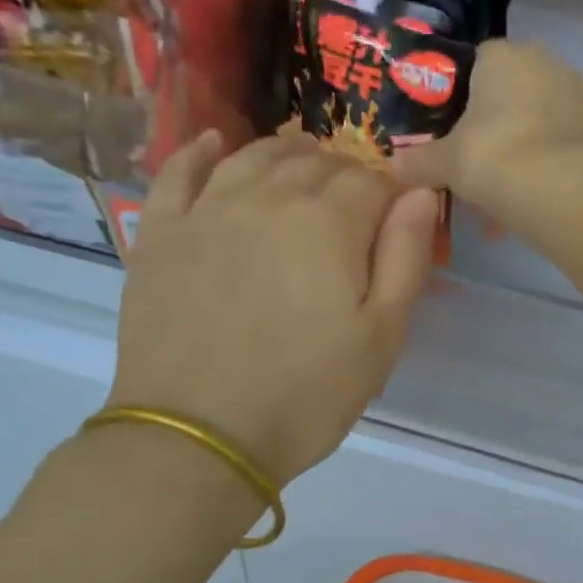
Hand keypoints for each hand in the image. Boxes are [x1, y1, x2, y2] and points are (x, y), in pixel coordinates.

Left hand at [107, 130, 439, 484]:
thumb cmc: (306, 395)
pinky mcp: (161, 234)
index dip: (390, 195)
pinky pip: (179, 172)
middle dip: (343, 173)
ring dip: (286, 154)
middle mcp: (267, 198)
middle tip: (353, 206)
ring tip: (301, 166)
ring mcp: (207, 211)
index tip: (396, 219)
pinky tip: (214, 145)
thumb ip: (406, 257)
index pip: (371, 182)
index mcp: (329, 223)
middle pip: (314, 161)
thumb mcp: (382, 337)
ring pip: (253, 156)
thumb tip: (421, 191)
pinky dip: (201, 152)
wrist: (198, 437)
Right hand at [390, 41, 582, 209]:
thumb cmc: (493, 156)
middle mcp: (544, 63)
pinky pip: (553, 147)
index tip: (445, 130)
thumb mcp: (444, 162)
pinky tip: (520, 203)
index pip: (473, 62)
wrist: (564, 190)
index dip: (455, 96)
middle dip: (487, 128)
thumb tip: (393, 166)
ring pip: (531, 123)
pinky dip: (537, 170)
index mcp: (502, 55)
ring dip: (512, 153)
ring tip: (492, 195)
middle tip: (467, 164)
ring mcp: (575, 95)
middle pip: (505, 94)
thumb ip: (418, 161)